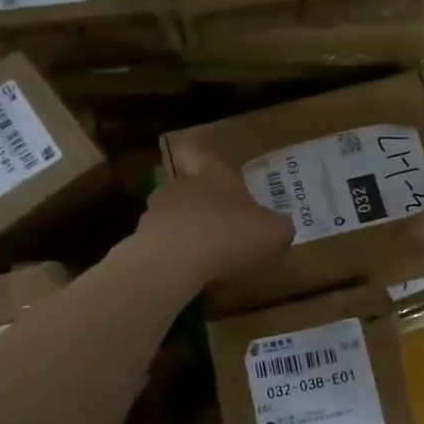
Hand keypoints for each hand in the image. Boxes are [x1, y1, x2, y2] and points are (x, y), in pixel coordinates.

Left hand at [139, 142, 293, 288]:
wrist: (173, 262)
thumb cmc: (229, 234)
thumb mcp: (274, 232)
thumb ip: (279, 227)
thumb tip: (281, 227)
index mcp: (209, 173)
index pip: (196, 150)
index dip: (202, 156)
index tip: (212, 168)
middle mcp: (178, 187)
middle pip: (182, 184)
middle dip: (197, 202)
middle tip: (218, 221)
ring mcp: (155, 214)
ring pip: (169, 215)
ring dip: (184, 229)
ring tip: (204, 253)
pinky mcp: (141, 243)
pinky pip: (160, 244)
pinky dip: (173, 256)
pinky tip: (189, 273)